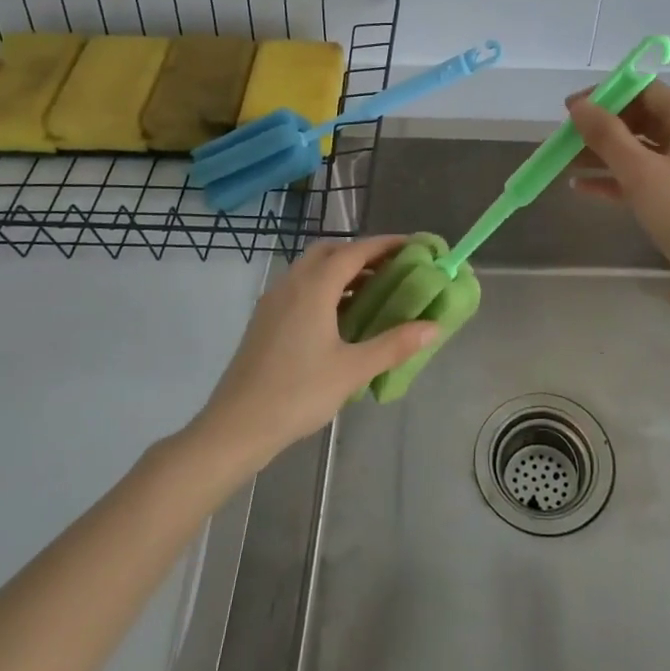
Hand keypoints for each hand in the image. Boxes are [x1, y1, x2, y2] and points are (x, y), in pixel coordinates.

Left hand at [191, 236, 438, 469]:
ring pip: (311, 268)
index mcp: (314, 288)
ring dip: (341, 269)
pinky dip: (325, 286)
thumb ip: (394, 345)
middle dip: (361, 252)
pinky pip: (300, 286)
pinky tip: (340, 315)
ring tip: (372, 290)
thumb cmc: (298, 393)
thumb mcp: (353, 370)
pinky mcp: (265, 319)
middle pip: (329, 251)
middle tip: (392, 267)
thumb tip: (433, 327)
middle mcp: (291, 284)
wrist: (236, 426)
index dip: (385, 244)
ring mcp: (274, 301)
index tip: (412, 245)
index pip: (354, 251)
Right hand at [567, 82, 669, 279]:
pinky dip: (618, 181)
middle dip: (601, 128)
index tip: (571, 110)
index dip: (607, 95)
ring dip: (604, 156)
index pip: (646, 91)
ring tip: (566, 164)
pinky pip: (646, 180)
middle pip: (642, 121)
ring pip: (641, 153)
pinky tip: (584, 189)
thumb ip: (607, 136)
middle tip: (565, 141)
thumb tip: (579, 106)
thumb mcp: (642, 172)